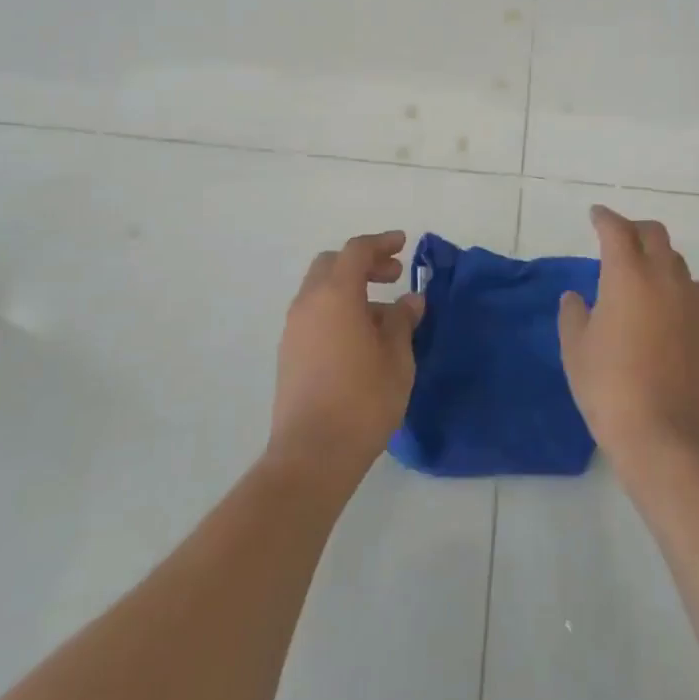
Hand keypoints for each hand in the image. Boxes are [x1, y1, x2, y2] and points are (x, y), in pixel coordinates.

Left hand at [268, 231, 426, 481]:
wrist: (311, 456)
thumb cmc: (363, 400)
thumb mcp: (397, 357)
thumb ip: (403, 321)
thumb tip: (410, 300)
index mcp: (336, 294)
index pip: (357, 251)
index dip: (381, 243)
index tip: (404, 244)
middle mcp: (309, 304)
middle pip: (333, 264)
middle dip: (363, 263)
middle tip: (393, 276)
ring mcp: (293, 330)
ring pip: (321, 291)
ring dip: (350, 289)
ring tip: (384, 316)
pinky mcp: (288, 355)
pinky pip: (315, 315)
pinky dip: (338, 311)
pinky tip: (361, 339)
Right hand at [558, 206, 698, 469]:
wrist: (664, 434)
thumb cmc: (609, 386)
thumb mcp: (576, 349)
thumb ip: (574, 315)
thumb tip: (576, 298)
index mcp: (628, 274)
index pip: (617, 229)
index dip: (604, 218)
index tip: (595, 215)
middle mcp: (663, 276)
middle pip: (653, 234)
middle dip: (634, 229)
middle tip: (616, 239)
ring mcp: (690, 300)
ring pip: (675, 259)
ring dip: (657, 255)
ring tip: (640, 273)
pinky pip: (692, 287)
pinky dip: (676, 283)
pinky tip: (665, 303)